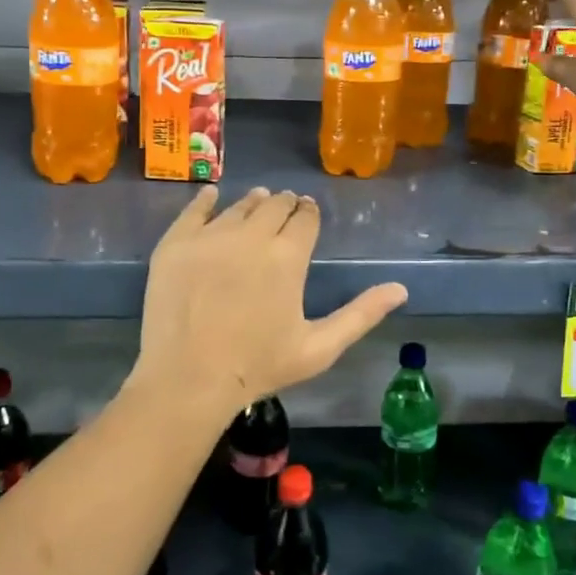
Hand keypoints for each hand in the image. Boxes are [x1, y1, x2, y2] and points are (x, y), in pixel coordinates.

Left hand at [134, 186, 407, 424]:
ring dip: (254, 202)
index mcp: (288, 257)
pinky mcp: (176, 244)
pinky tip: (213, 195)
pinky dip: (207, 200)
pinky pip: (194, 210)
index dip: (309, 213)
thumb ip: (360, 314)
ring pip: (238, 206)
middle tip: (286, 206)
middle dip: (285, 204)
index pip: (305, 219)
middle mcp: (251, 235)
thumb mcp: (319, 348)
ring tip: (259, 200)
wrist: (188, 379)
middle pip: (274, 205)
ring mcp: (210, 237)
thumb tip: (400, 288)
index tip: (308, 213)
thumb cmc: (258, 367)